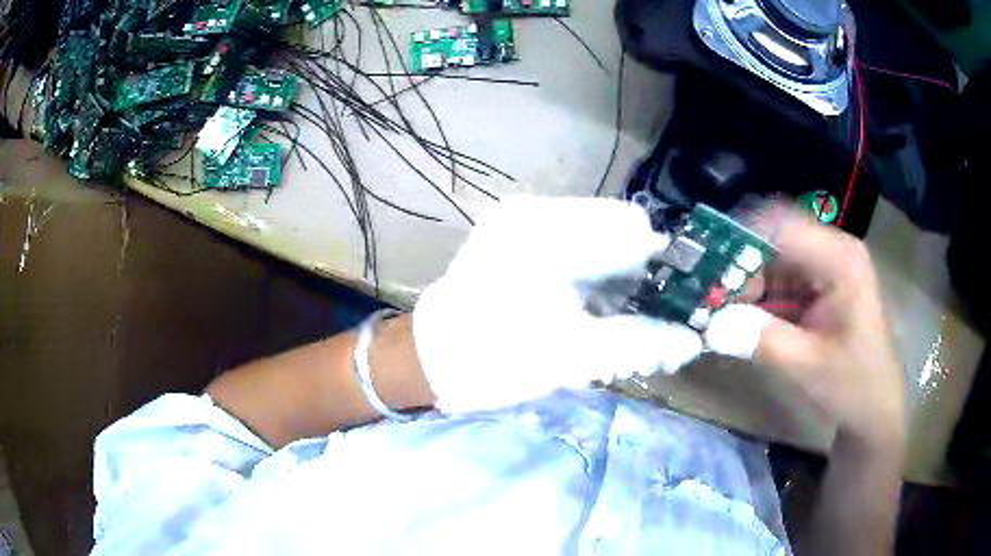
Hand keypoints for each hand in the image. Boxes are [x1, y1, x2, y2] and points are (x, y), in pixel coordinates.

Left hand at [413, 196, 703, 412]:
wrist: (428, 360)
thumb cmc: (494, 359)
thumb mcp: (572, 356)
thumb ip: (637, 343)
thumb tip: (690, 342)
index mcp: (546, 231)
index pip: (630, 227)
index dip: (663, 261)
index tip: (681, 297)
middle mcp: (534, 211)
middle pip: (614, 228)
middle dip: (640, 270)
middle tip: (654, 313)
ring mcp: (521, 221)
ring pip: (595, 236)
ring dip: (617, 273)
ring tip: (626, 314)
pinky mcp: (514, 237)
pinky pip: (572, 244)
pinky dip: (593, 273)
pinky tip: (596, 305)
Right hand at [707, 213, 905, 446]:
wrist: (875, 408)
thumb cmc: (852, 386)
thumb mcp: (807, 366)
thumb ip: (761, 340)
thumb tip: (710, 324)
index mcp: (839, 258)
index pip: (779, 226)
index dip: (737, 239)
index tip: (702, 267)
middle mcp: (833, 249)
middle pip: (773, 239)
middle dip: (738, 266)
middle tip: (707, 299)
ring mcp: (827, 265)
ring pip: (772, 258)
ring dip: (745, 284)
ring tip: (719, 312)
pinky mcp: (820, 283)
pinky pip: (780, 278)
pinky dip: (759, 296)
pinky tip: (743, 319)